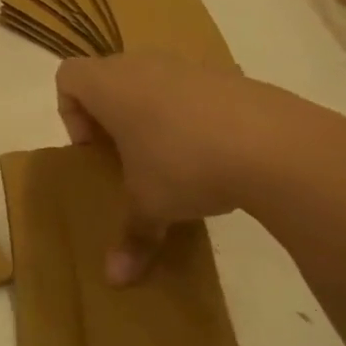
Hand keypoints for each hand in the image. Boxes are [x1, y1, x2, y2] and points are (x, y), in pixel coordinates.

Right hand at [55, 52, 345, 283]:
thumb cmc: (185, 164)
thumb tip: (114, 280)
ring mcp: (188, 66)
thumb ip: (131, 236)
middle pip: (109, 77)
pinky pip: (193, 90)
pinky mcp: (229, 76)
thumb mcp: (151, 205)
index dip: (71, 113)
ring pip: (153, 81)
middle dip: (111, 116)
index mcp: (110, 86)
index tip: (95, 150)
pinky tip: (214, 154)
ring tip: (172, 158)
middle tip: (127, 157)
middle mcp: (142, 65)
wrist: (277, 145)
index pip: (68, 77)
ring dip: (152, 114)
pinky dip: (192, 115)